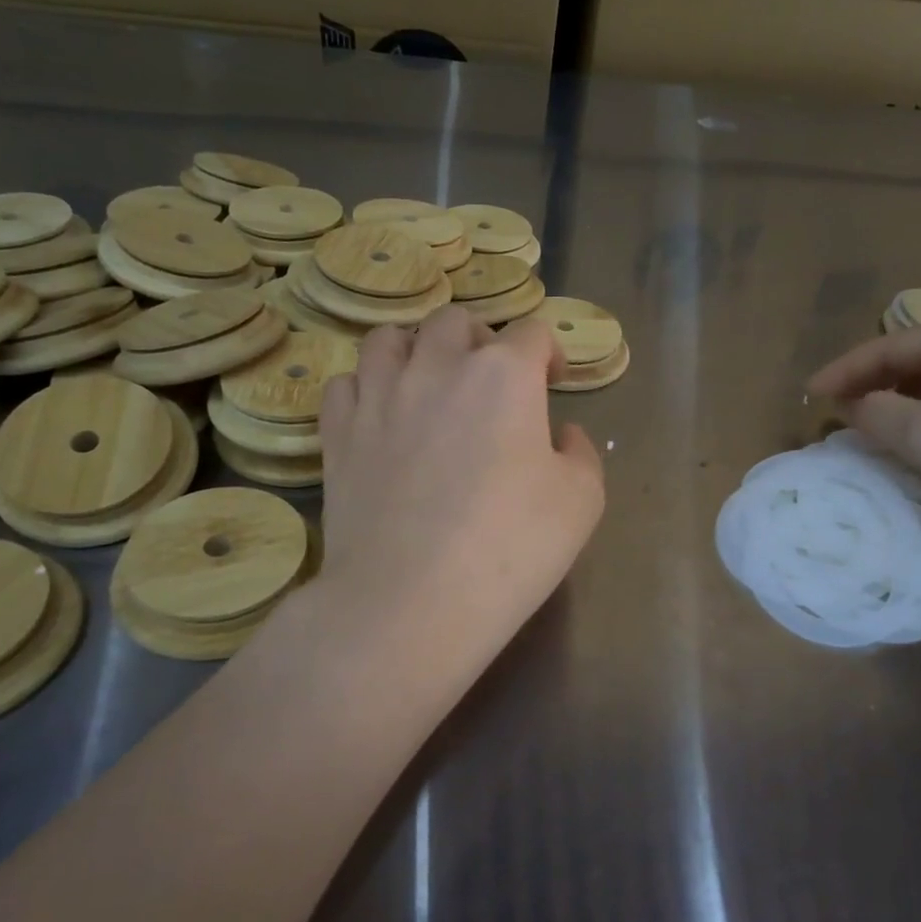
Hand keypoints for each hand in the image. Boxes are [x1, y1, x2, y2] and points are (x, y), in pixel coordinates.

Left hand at [315, 307, 605, 678]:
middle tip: (491, 378)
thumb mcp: (582, 501)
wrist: (412, 600)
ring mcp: (379, 397)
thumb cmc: (511, 548)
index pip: (530, 332)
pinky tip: (380, 416)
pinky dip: (366, 388)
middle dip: (480, 339)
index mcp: (503, 375)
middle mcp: (437, 367)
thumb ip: (581, 452)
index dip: (548, 352)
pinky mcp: (338, 434)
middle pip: (455, 321)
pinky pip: (345, 384)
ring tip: (427, 382)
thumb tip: (561, 433)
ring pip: (388, 339)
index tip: (553, 382)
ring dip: (415, 350)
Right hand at [807, 319, 920, 534]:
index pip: (889, 345)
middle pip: (911, 360)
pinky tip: (913, 444)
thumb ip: (874, 412)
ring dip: (895, 404)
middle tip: (833, 412)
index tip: (809, 394)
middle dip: (869, 384)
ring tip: (865, 429)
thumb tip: (852, 406)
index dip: (844, 369)